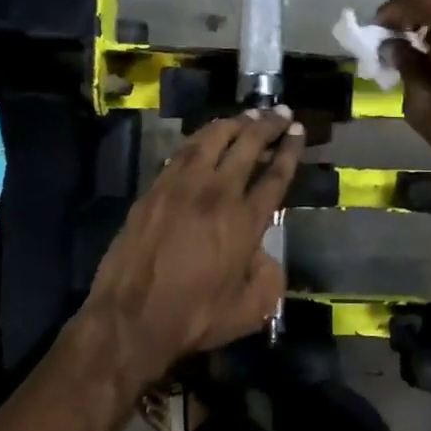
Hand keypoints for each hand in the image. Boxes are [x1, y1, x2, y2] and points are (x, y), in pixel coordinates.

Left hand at [82, 110, 301, 380]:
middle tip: (280, 112)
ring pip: (212, 139)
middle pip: (247, 145)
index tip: (298, 130)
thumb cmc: (194, 317)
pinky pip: (182, 151)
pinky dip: (201, 137)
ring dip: (234, 123)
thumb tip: (265, 255)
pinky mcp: (154, 189)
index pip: (275, 175)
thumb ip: (269, 278)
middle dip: (268, 125)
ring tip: (248, 115)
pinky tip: (207, 135)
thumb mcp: (251, 310)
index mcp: (245, 221)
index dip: (290, 150)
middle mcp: (217, 193)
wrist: (131, 318)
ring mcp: (181, 186)